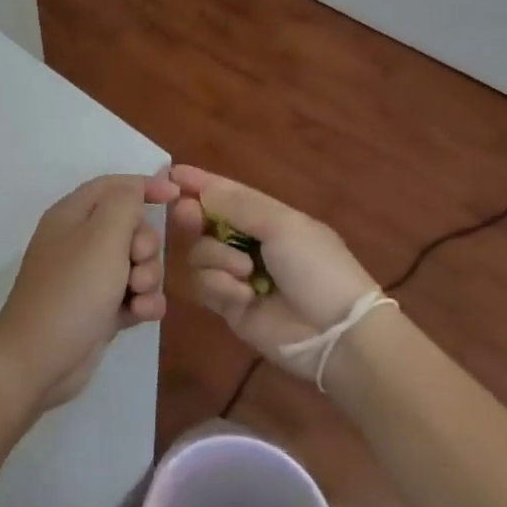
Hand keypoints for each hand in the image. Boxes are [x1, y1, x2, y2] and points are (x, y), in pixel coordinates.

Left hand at [0, 174, 175, 412]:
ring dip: (148, 278)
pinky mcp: (99, 309)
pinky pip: (134, 296)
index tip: (176, 197)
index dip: (145, 186)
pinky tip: (141, 316)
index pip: (113, 186)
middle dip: (146, 246)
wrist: (39, 360)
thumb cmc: (72, 290)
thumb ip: (124, 204)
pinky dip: (143, 303)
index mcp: (72, 215)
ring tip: (136, 297)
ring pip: (137, 264)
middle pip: (131, 227)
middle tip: (136, 265)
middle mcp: (79, 241)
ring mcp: (89, 278)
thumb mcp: (102, 236)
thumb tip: (136, 188)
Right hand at [168, 165, 378, 374]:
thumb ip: (237, 205)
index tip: (170, 173)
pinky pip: (204, 284)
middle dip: (193, 215)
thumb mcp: (282, 225)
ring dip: (217, 257)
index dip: (199, 183)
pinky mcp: (228, 305)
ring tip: (245, 272)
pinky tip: (245, 295)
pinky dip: (220, 285)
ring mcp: (236, 275)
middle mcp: (247, 243)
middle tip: (187, 214)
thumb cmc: (316, 267)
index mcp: (267, 218)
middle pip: (204, 221)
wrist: (336, 333)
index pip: (226, 194)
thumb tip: (200, 189)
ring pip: (199, 253)